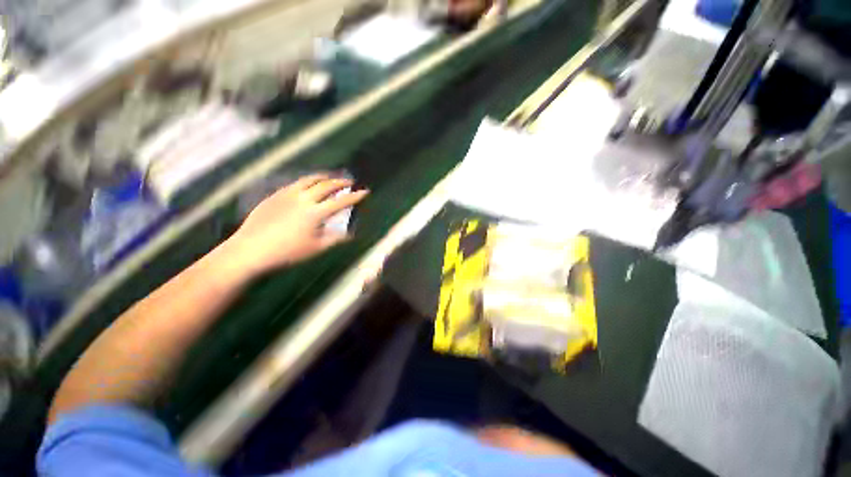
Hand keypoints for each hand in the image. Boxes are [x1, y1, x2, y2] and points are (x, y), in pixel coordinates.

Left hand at [222, 174, 368, 276]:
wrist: (250, 249)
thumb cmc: (287, 252)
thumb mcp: (316, 248)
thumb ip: (336, 239)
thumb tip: (351, 234)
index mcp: (316, 213)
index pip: (341, 201)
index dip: (355, 196)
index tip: (365, 192)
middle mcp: (304, 199)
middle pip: (327, 185)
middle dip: (341, 182)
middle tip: (350, 182)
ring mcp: (288, 194)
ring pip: (309, 180)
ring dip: (323, 177)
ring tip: (330, 177)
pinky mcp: (275, 195)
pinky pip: (295, 183)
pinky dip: (307, 181)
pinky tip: (307, 184)